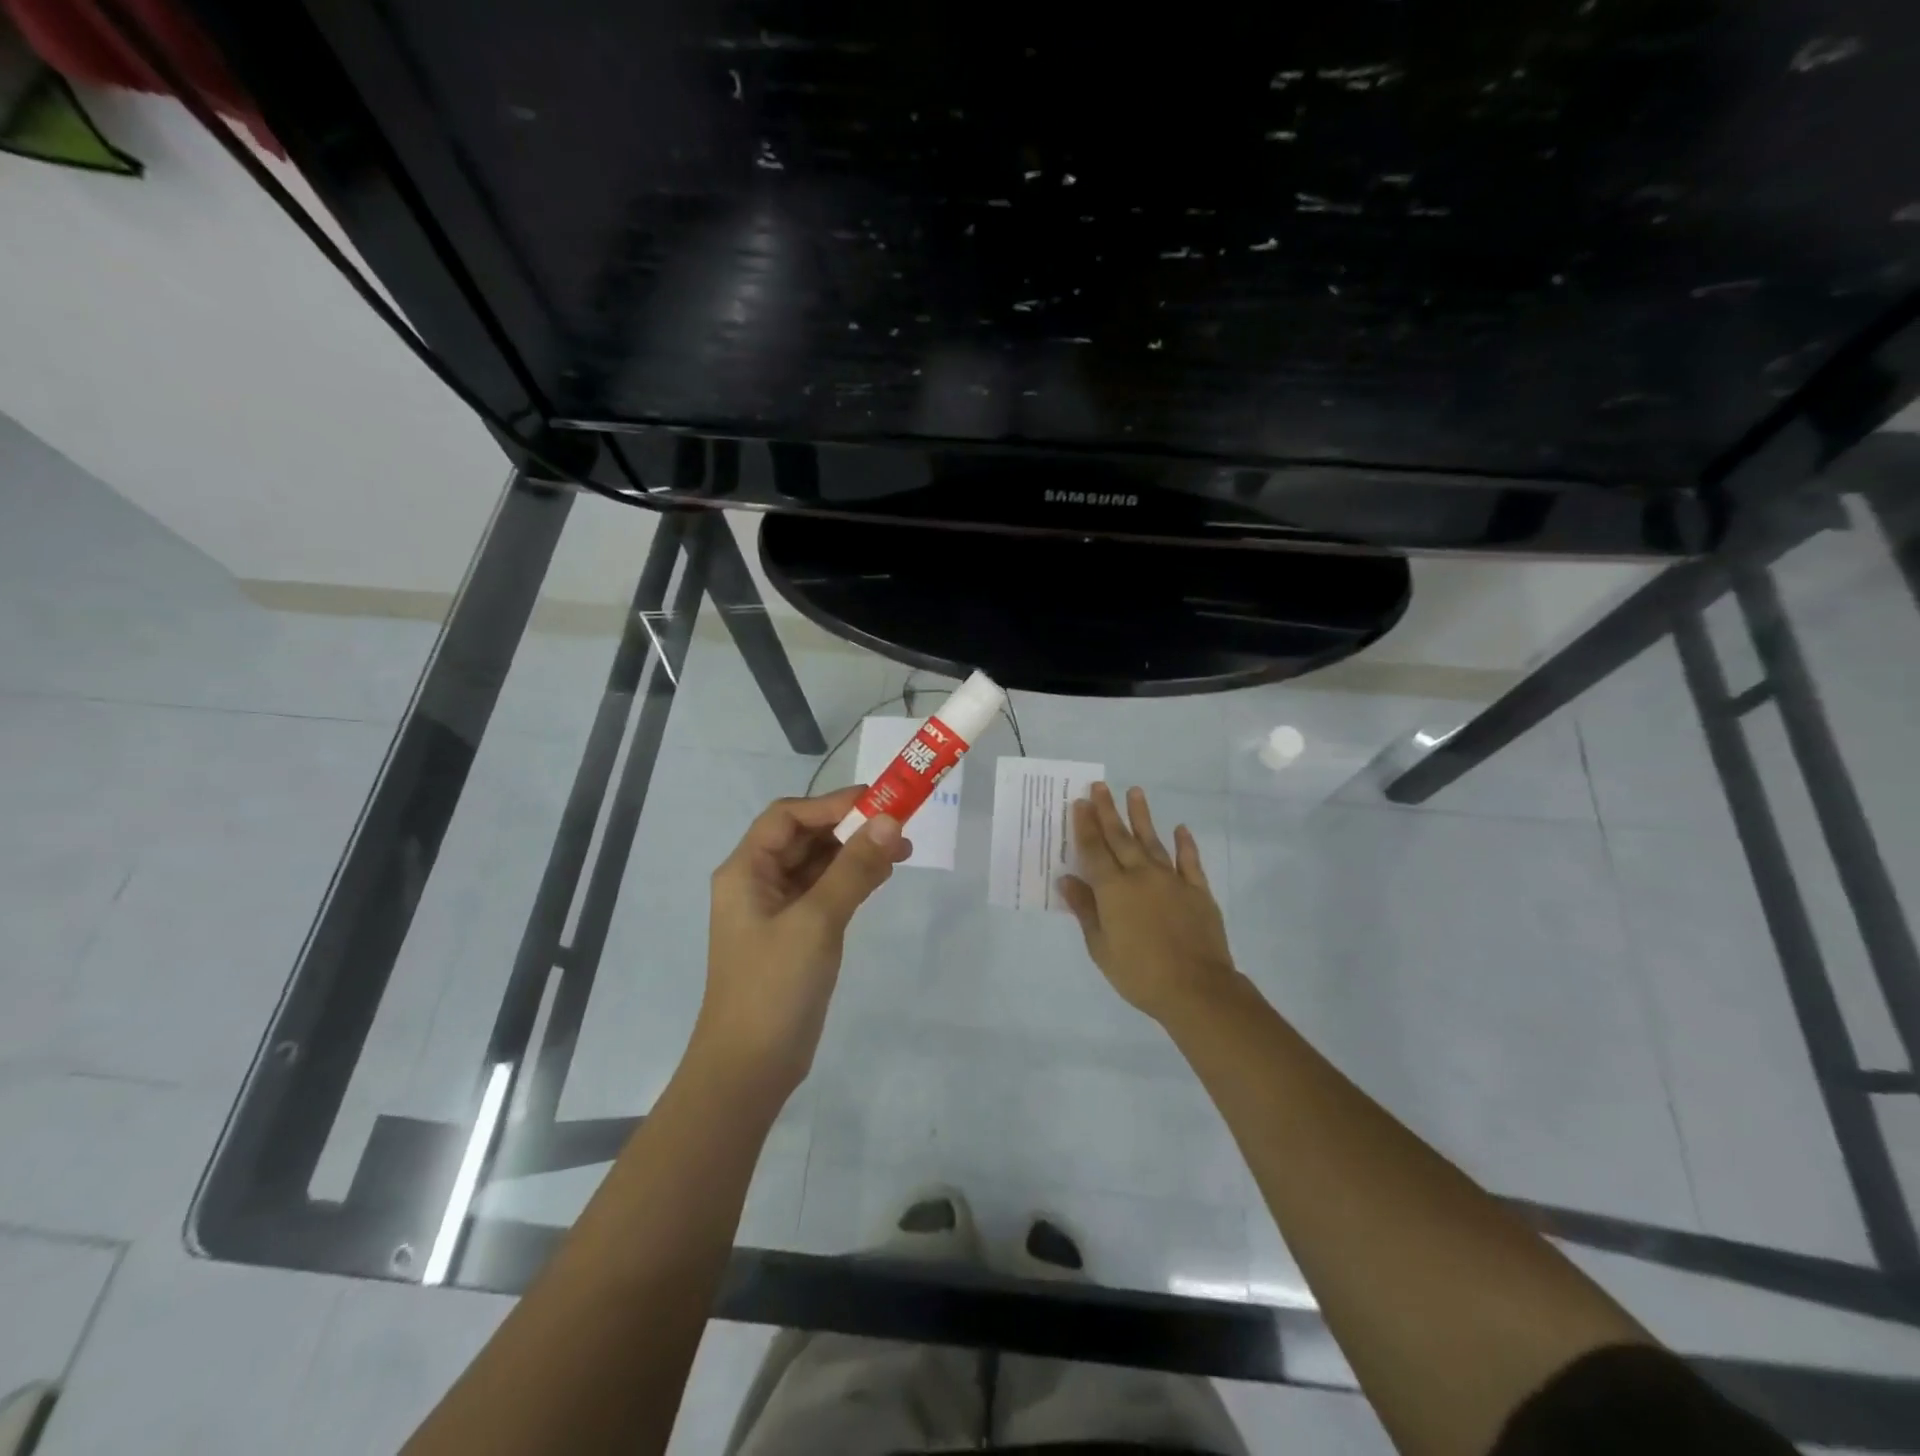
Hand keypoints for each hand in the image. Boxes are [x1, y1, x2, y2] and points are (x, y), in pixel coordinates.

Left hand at [695, 786, 910, 1098]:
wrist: (750, 1069)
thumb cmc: (774, 987)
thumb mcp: (816, 921)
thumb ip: (853, 868)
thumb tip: (889, 820)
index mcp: (745, 871)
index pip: (787, 817)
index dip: (831, 804)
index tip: (878, 800)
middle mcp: (757, 882)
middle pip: (804, 837)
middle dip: (850, 828)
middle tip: (899, 825)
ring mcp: (777, 910)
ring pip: (819, 865)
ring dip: (856, 853)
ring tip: (902, 850)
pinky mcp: (796, 934)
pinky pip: (826, 892)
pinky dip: (853, 879)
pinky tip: (883, 876)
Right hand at [1058, 782, 1238, 1022]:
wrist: (1196, 988)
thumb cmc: (1139, 973)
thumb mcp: (1100, 947)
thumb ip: (1085, 910)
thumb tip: (1066, 879)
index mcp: (1113, 889)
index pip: (1094, 850)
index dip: (1085, 825)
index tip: (1080, 802)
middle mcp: (1141, 875)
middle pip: (1120, 838)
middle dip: (1107, 811)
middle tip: (1100, 786)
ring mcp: (1172, 880)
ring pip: (1153, 841)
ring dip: (1142, 817)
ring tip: (1135, 792)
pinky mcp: (1198, 891)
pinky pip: (1190, 862)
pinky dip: (1185, 844)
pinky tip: (1181, 829)